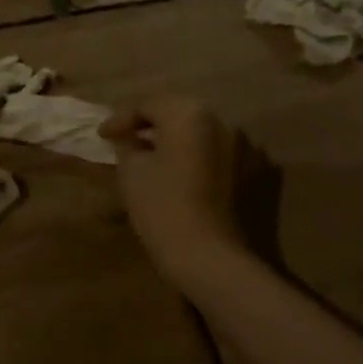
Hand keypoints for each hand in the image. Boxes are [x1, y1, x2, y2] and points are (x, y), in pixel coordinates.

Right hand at [101, 97, 253, 291]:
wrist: (212, 258)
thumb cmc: (163, 208)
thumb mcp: (131, 173)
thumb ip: (128, 146)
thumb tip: (130, 140)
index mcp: (189, 114)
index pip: (148, 105)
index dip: (121, 119)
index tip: (102, 136)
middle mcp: (223, 121)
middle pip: (179, 115)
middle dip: (152, 127)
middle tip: (129, 142)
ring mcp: (247, 147)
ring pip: (203, 136)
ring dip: (179, 144)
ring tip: (158, 161)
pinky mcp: (259, 174)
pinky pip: (222, 157)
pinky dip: (202, 161)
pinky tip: (187, 179)